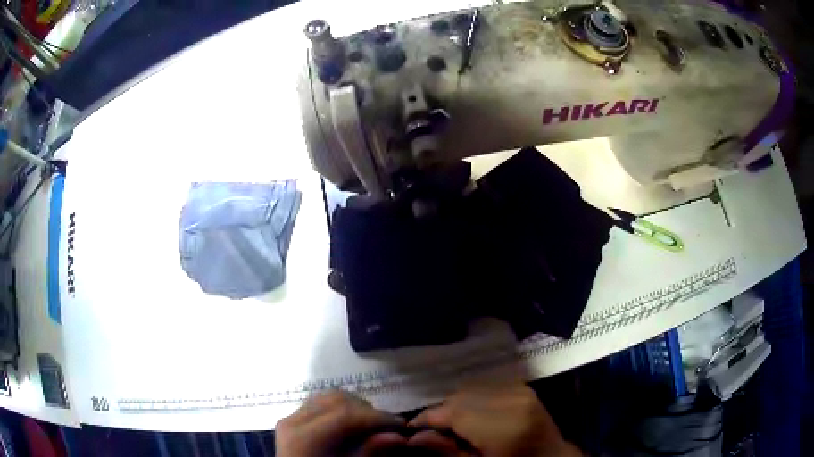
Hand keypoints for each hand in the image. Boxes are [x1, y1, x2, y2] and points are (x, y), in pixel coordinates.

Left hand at [276, 390, 406, 456]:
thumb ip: (369, 453)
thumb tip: (398, 436)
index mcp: (304, 437)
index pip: (345, 415)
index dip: (377, 417)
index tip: (401, 425)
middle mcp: (292, 420)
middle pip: (335, 400)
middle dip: (366, 410)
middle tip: (387, 426)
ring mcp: (289, 419)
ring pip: (326, 397)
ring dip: (353, 406)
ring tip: (370, 425)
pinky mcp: (290, 422)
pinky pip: (317, 405)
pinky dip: (338, 409)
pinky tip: (350, 425)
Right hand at [408, 384, 581, 456]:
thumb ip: (448, 452)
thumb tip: (414, 438)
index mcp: (505, 425)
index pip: (454, 412)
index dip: (427, 419)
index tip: (411, 430)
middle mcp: (514, 399)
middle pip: (460, 398)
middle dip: (441, 413)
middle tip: (431, 433)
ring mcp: (521, 390)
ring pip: (471, 390)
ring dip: (456, 406)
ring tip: (452, 427)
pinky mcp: (523, 387)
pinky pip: (486, 388)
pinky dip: (472, 400)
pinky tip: (472, 418)